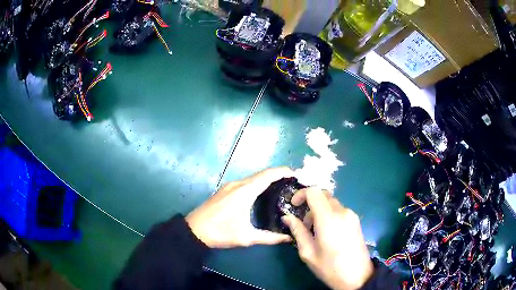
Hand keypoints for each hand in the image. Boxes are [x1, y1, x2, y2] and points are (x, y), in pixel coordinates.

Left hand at [186, 167, 292, 247]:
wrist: (194, 230)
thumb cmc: (221, 232)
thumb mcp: (246, 237)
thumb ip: (269, 237)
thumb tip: (288, 238)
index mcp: (245, 191)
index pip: (268, 175)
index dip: (283, 171)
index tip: (296, 174)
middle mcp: (238, 184)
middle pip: (261, 174)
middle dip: (278, 174)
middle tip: (292, 182)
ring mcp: (229, 186)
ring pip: (253, 178)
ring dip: (267, 179)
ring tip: (281, 186)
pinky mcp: (224, 190)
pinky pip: (245, 182)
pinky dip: (257, 183)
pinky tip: (262, 193)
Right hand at [282, 188, 373, 289]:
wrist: (358, 277)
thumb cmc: (330, 267)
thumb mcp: (308, 252)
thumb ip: (298, 231)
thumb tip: (287, 217)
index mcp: (329, 219)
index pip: (314, 192)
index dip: (301, 194)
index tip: (293, 206)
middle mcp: (342, 212)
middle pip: (323, 195)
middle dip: (309, 204)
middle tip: (303, 223)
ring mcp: (351, 215)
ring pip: (331, 203)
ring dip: (319, 211)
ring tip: (314, 232)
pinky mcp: (356, 221)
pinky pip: (339, 210)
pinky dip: (329, 215)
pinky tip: (327, 233)